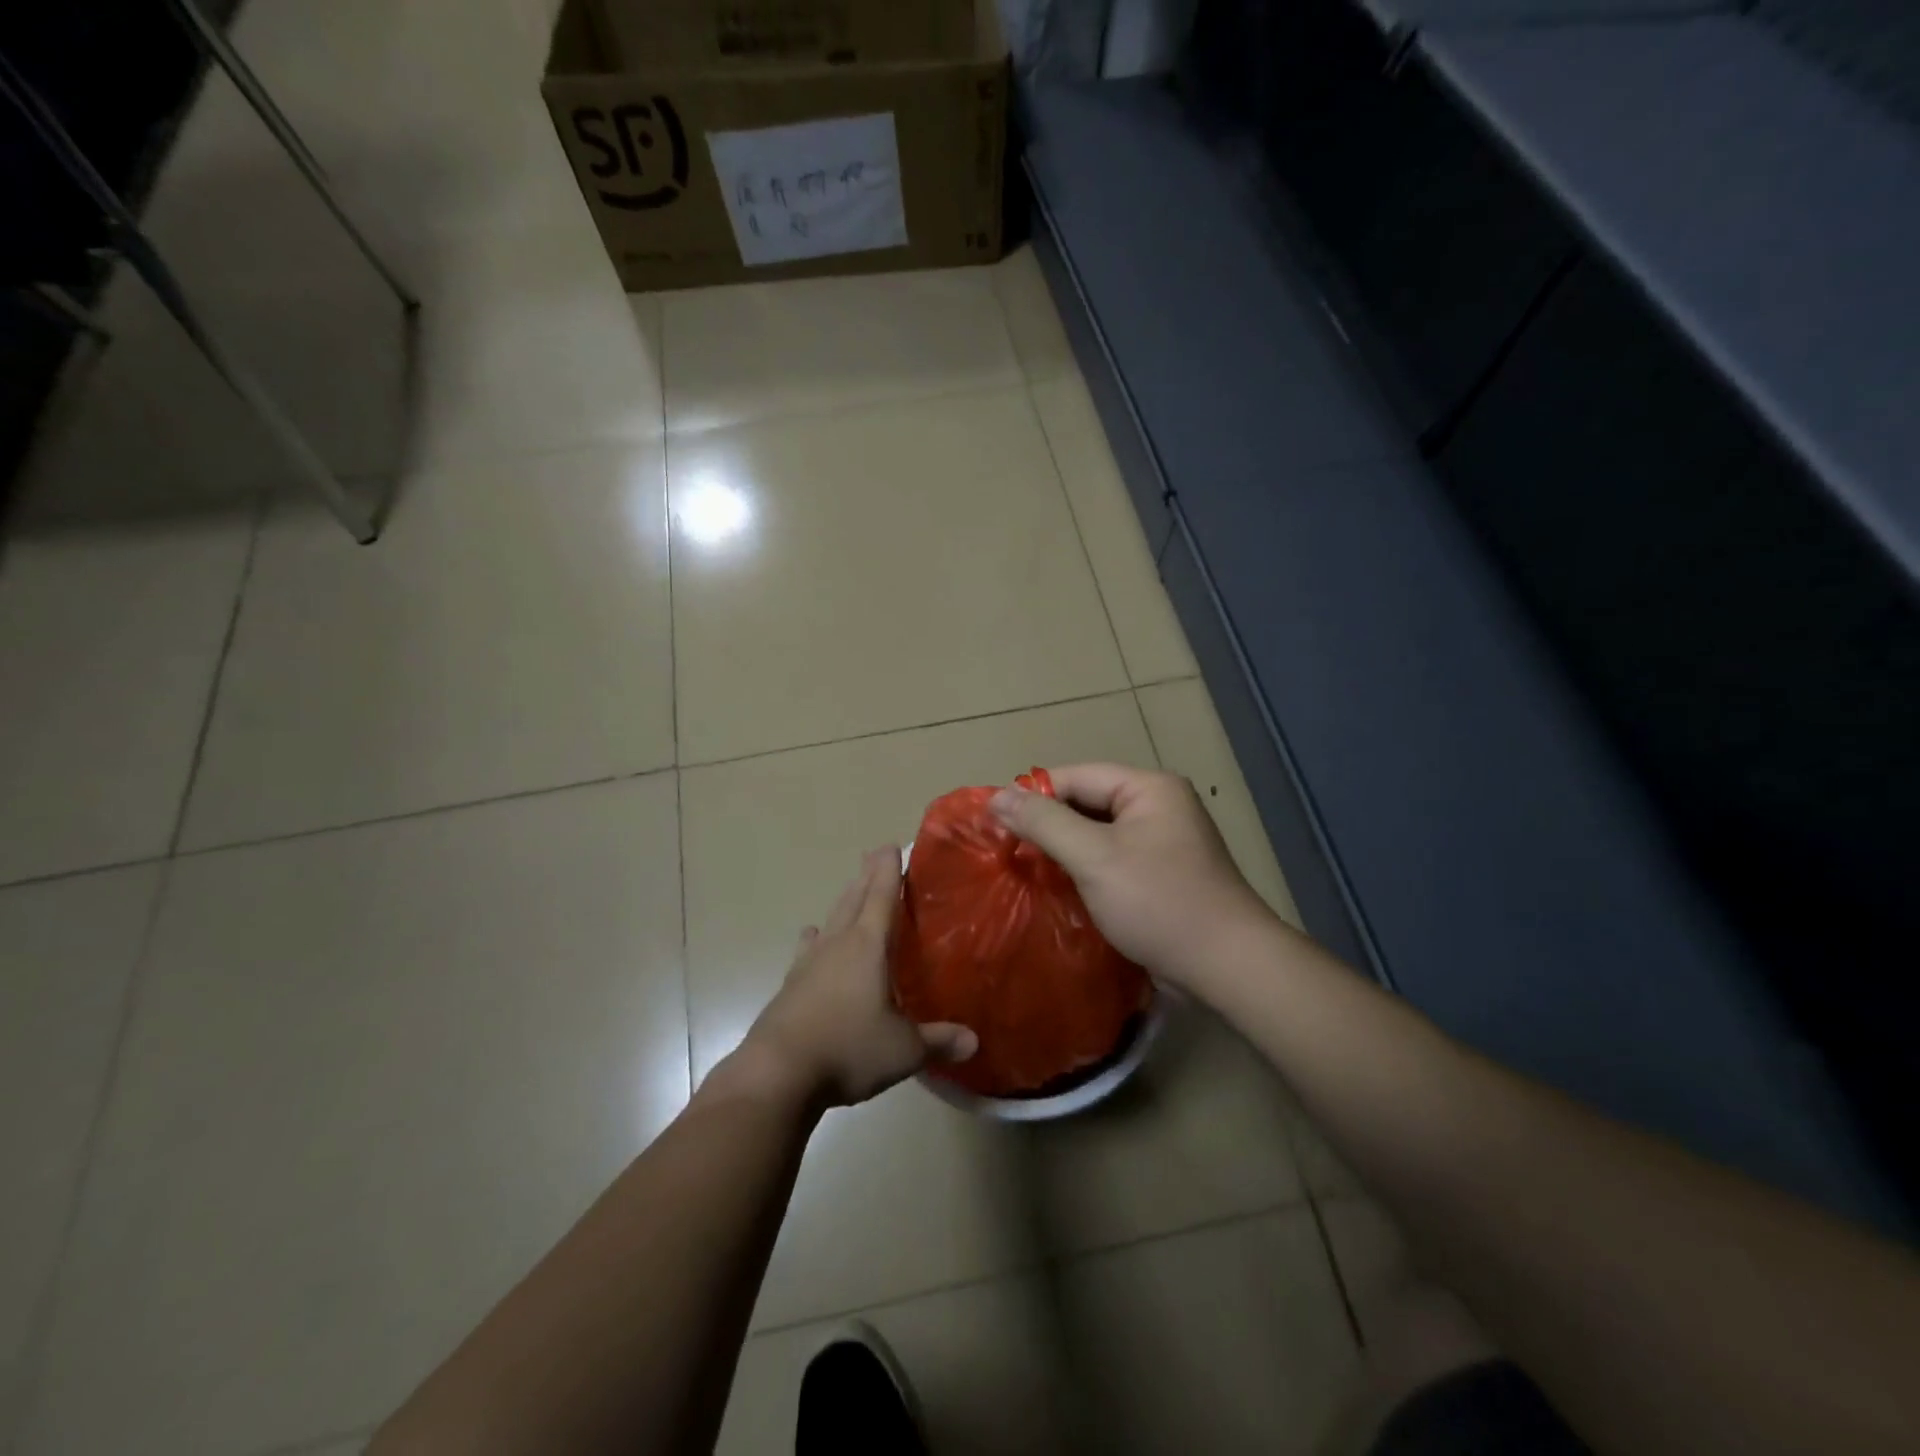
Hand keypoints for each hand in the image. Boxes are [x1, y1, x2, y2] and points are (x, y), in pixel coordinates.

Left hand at [735, 848, 976, 1107]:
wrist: (777, 1073)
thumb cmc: (847, 1048)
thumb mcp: (903, 1050)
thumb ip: (938, 1041)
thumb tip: (974, 1041)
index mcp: (867, 947)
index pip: (881, 896)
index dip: (889, 870)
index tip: (891, 845)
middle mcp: (837, 944)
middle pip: (854, 899)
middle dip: (867, 876)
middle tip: (875, 855)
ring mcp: (809, 963)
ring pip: (831, 920)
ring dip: (844, 901)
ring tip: (851, 889)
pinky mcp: (791, 985)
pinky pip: (808, 949)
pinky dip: (814, 938)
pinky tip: (811, 934)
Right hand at [991, 763, 1277, 989]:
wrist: (1227, 966)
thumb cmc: (1159, 902)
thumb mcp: (1094, 857)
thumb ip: (1044, 823)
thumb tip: (996, 796)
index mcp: (1148, 788)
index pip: (1076, 776)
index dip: (1033, 795)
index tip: (994, 822)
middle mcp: (1159, 805)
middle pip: (1087, 802)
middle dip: (1048, 824)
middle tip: (1006, 848)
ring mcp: (1163, 841)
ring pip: (1098, 832)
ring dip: (1064, 849)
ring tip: (1025, 867)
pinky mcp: (1162, 873)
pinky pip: (1112, 858)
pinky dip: (1085, 868)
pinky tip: (1059, 887)